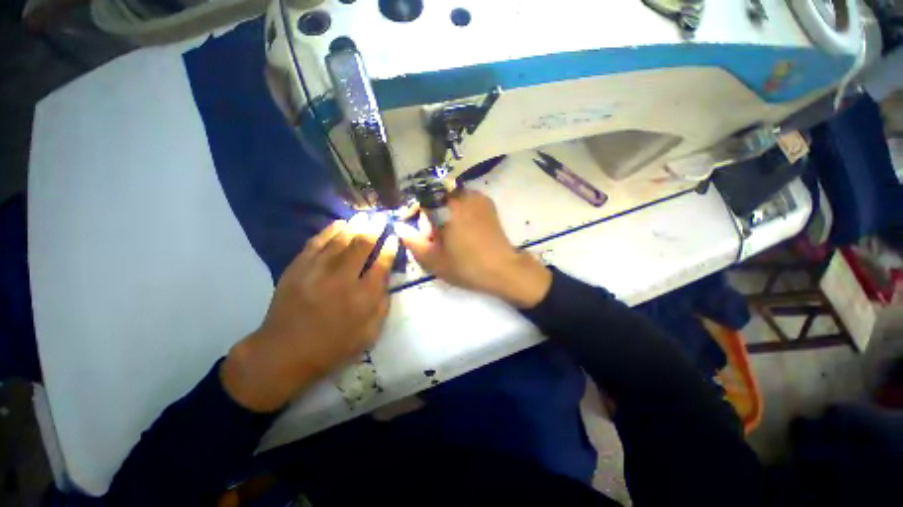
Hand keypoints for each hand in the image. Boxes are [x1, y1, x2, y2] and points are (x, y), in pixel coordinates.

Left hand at [222, 213, 398, 411]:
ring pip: (340, 240)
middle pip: (362, 246)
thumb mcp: (369, 333)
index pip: (382, 265)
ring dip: (355, 225)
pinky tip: (340, 223)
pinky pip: (316, 243)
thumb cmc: (333, 346)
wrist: (284, 352)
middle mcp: (342, 279)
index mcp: (363, 297)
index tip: (393, 237)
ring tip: (364, 215)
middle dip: (374, 229)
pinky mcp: (297, 268)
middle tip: (381, 217)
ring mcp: (317, 271)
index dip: (389, 248)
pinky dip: (329, 231)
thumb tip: (386, 279)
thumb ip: (382, 305)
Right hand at [395, 190, 550, 307]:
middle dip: (431, 216)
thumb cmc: (467, 266)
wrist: (503, 270)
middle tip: (434, 239)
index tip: (416, 229)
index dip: (414, 213)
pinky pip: (465, 203)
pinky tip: (462, 232)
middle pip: (436, 198)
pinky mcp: (488, 205)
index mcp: (449, 205)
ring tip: (448, 237)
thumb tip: (399, 226)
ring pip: (451, 200)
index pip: (421, 198)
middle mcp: (464, 195)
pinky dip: (458, 213)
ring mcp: (479, 198)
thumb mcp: (433, 259)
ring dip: (444, 214)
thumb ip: (412, 241)